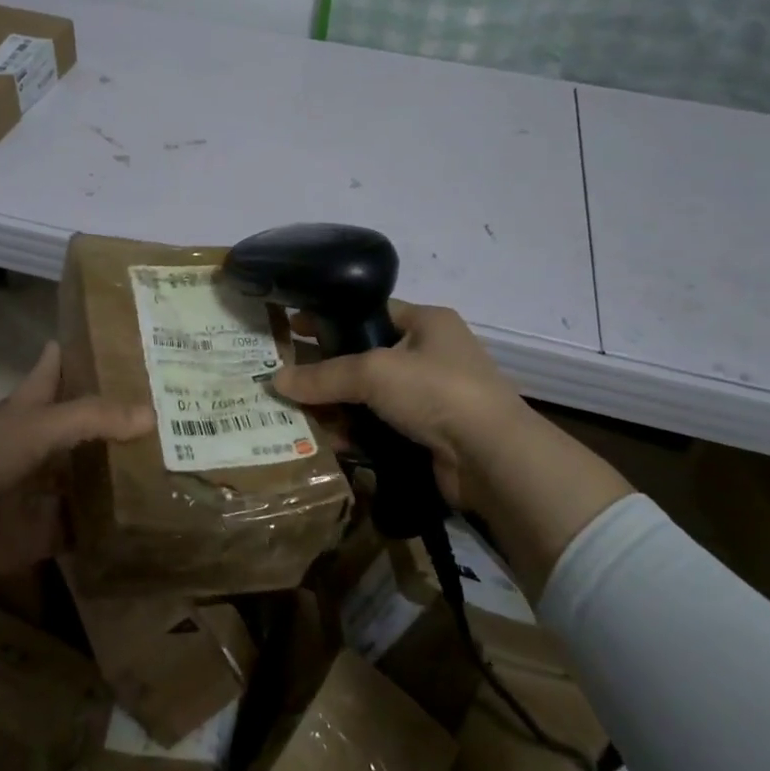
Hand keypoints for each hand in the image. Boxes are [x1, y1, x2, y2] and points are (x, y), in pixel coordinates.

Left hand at [0, 341, 153, 591]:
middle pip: (83, 428)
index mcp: (30, 409)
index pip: (59, 370)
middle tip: (177, 413)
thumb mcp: (36, 426)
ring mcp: (39, 491)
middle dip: (120, 422)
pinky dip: (108, 530)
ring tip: (176, 468)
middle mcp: (38, 446)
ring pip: (86, 479)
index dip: (84, 354)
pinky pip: (82, 530)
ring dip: (119, 477)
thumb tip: (153, 413)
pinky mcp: (40, 534)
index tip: (127, 342)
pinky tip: (148, 524)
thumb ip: (92, 418)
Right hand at [273, 301, 631, 596]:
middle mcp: (430, 354)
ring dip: (337, 407)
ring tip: (297, 416)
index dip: (330, 318)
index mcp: (427, 322)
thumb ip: (323, 375)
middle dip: (327, 371)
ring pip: (369, 397)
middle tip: (286, 379)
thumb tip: (276, 381)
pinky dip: (356, 433)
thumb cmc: (436, 391)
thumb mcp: (373, 372)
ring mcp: (431, 397)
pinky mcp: (427, 434)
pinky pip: (380, 427)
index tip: (292, 328)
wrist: (492, 458)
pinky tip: (328, 442)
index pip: (369, 312)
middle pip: (365, 357)